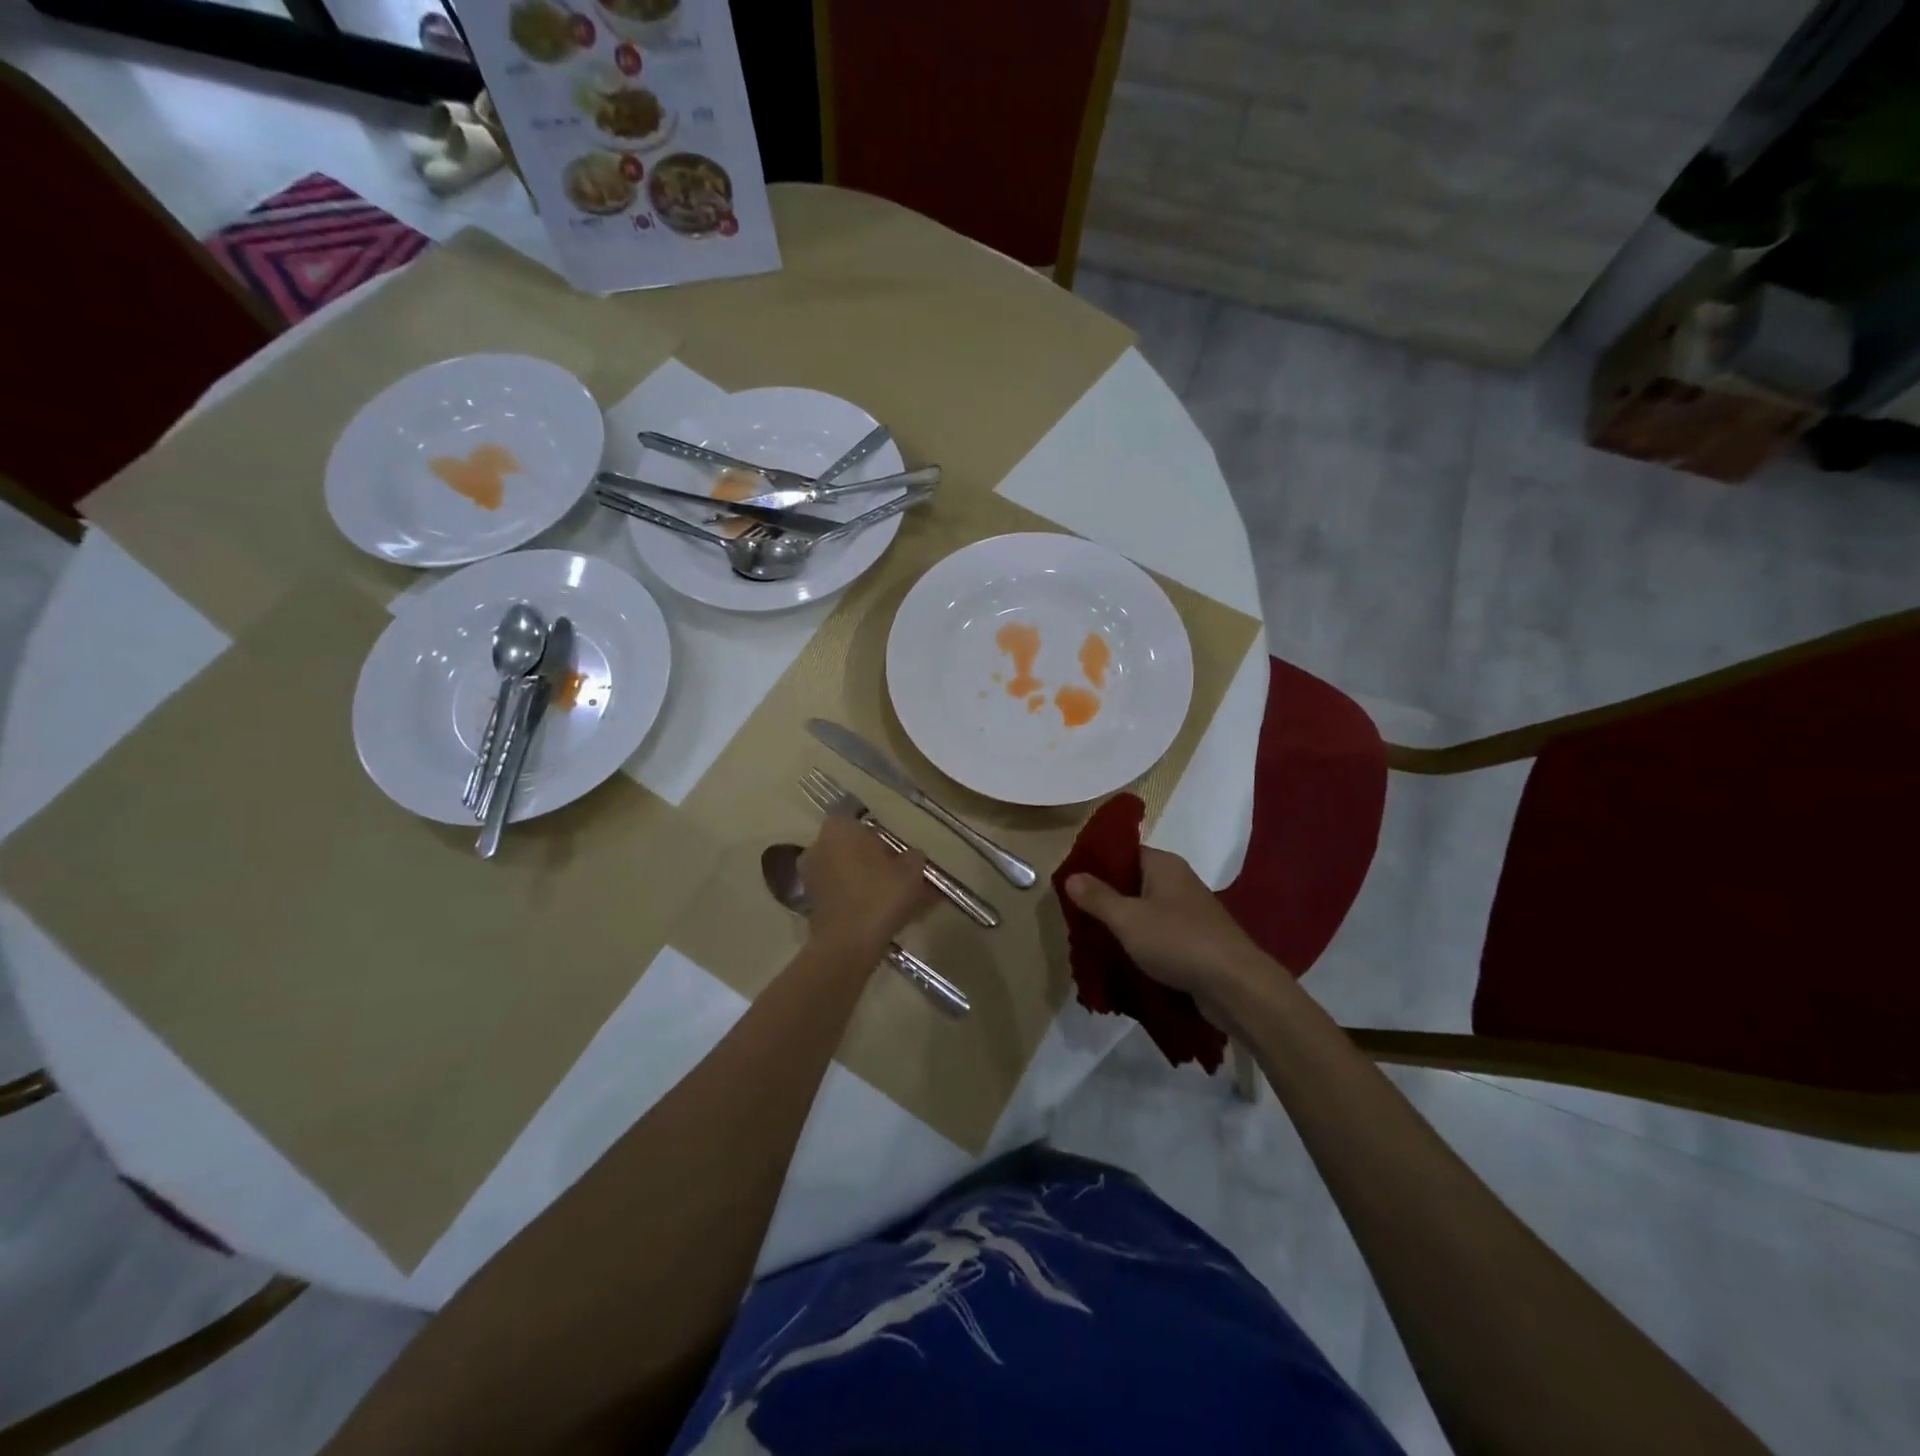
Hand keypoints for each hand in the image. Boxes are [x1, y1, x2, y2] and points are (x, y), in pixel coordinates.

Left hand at [799, 816, 937, 960]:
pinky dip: (859, 900)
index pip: (862, 822)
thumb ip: (913, 856)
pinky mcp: (811, 903)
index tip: (898, 855)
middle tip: (900, 877)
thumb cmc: (880, 894)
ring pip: (847, 873)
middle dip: (875, 861)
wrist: (849, 943)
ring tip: (896, 901)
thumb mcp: (911, 870)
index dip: (883, 839)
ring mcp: (810, 875)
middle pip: (853, 848)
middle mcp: (818, 846)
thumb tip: (910, 856)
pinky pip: (841, 894)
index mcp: (839, 828)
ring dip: (868, 882)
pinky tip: (882, 915)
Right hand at [1065, 848, 1273, 1003]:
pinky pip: (1160, 935)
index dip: (1098, 864)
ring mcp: (1190, 913)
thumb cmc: (1178, 941)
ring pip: (1146, 911)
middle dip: (1106, 899)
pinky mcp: (1197, 941)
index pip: (1125, 852)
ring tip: (1093, 939)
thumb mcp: (1128, 918)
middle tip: (1076, 915)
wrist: (1235, 986)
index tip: (1072, 882)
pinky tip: (1122, 959)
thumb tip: (1071, 876)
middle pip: (1134, 882)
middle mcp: (1179, 882)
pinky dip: (1142, 943)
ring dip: (1123, 925)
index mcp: (1164, 865)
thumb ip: (1097, 897)